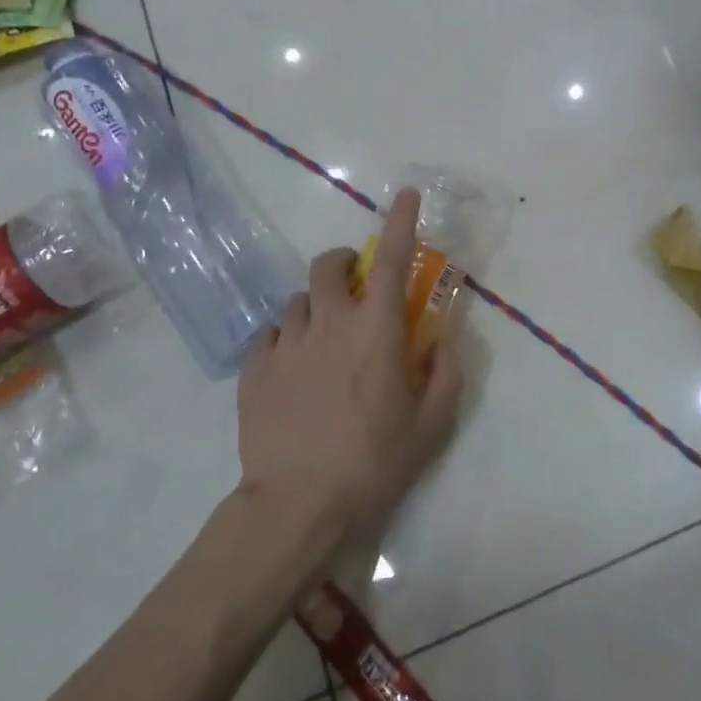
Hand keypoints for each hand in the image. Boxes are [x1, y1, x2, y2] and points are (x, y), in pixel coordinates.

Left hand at [235, 188, 463, 563]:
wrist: (297, 505)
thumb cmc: (374, 462)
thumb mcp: (432, 423)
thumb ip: (446, 372)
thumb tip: (442, 340)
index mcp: (376, 329)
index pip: (392, 259)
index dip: (400, 221)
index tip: (406, 195)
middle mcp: (329, 322)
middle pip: (328, 266)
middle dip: (343, 264)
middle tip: (355, 285)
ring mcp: (286, 344)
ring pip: (298, 300)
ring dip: (316, 307)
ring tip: (324, 340)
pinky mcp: (254, 370)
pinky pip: (271, 335)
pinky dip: (288, 339)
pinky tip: (294, 369)